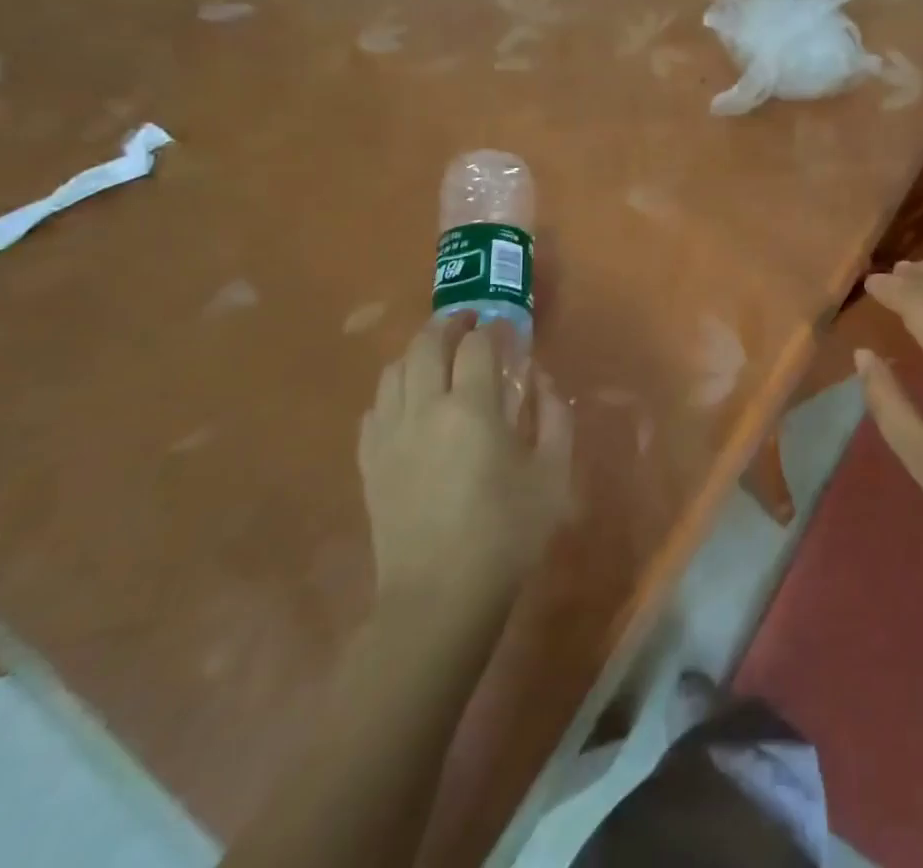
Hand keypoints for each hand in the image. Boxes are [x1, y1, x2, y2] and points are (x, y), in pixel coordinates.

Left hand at [358, 318, 571, 617]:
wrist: (440, 598)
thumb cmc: (507, 533)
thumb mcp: (552, 472)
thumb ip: (553, 415)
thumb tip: (540, 380)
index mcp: (472, 408)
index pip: (477, 344)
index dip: (493, 328)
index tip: (505, 329)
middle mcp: (424, 409)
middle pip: (426, 344)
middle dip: (450, 324)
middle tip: (469, 324)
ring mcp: (389, 435)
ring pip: (394, 370)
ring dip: (418, 352)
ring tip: (439, 357)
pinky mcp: (369, 461)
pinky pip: (374, 407)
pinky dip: (394, 391)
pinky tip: (410, 402)